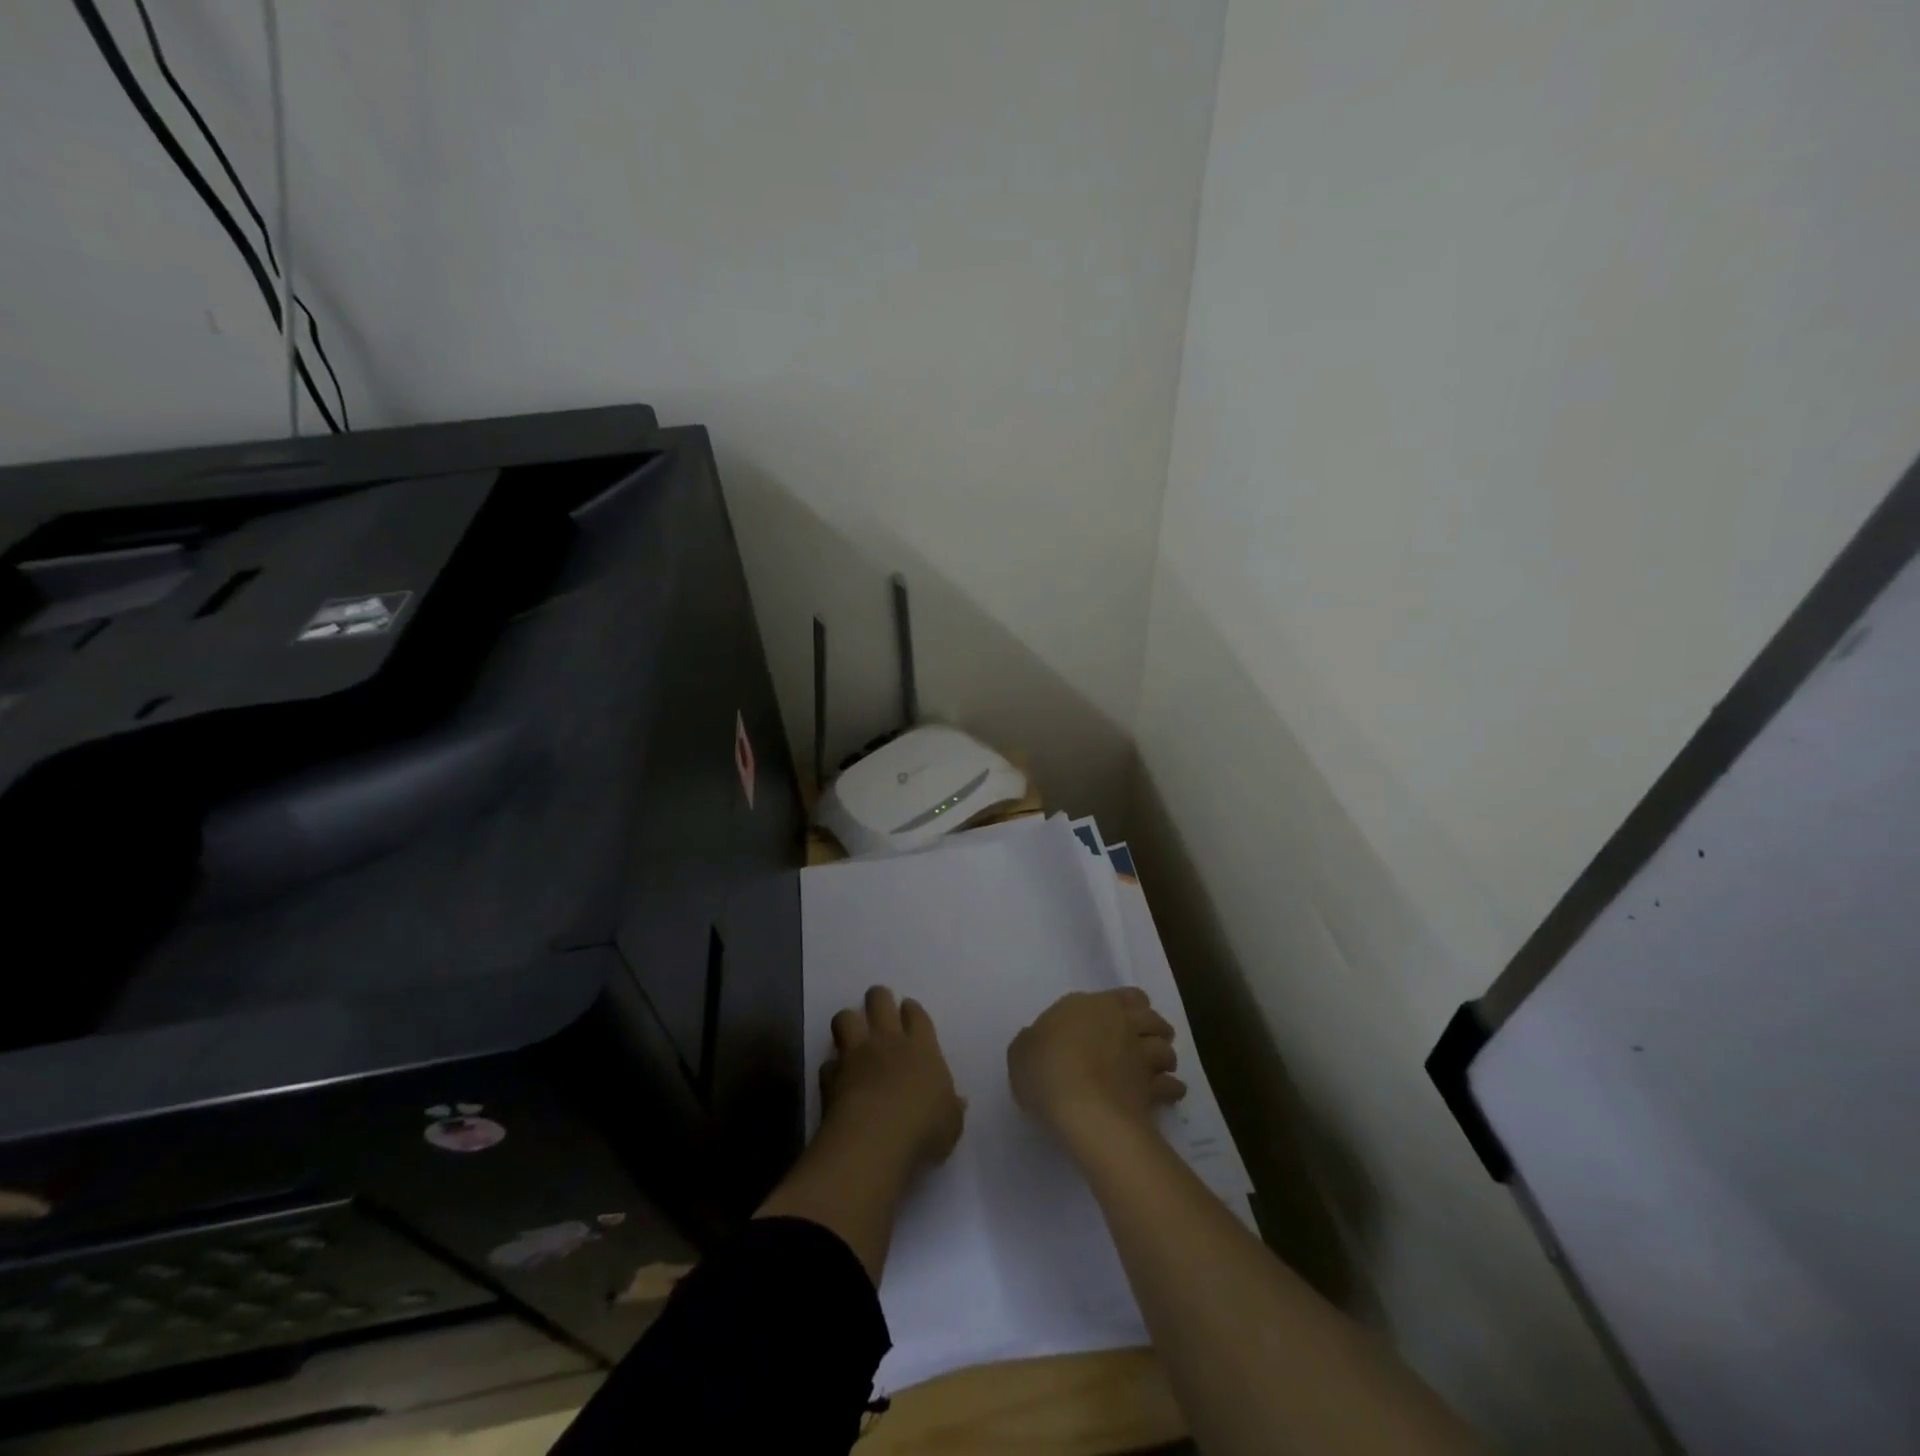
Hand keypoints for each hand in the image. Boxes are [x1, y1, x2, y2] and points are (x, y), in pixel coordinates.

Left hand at [820, 986, 965, 1169]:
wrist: (874, 1141)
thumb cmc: (923, 1129)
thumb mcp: (951, 1124)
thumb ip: (952, 1108)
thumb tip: (958, 1101)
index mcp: (921, 1047)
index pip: (915, 1013)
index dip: (911, 1009)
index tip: (908, 1011)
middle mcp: (887, 1042)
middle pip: (879, 1001)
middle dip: (878, 998)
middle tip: (879, 1008)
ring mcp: (856, 1055)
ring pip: (845, 1018)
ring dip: (848, 1022)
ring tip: (852, 1034)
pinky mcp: (831, 1076)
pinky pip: (828, 1064)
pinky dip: (832, 1069)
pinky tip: (837, 1080)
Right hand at [1008, 988, 1184, 1142]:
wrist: (1081, 1107)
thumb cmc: (1046, 1069)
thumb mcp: (1021, 1051)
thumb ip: (1033, 1042)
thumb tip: (1041, 1042)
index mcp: (1090, 1006)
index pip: (1123, 995)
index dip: (1126, 1005)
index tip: (1120, 1018)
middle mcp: (1121, 1024)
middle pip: (1151, 1017)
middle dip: (1152, 1026)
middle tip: (1144, 1039)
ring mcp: (1140, 1056)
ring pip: (1166, 1048)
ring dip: (1165, 1055)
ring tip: (1159, 1066)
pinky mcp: (1152, 1089)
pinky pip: (1171, 1085)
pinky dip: (1172, 1088)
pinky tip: (1168, 1094)